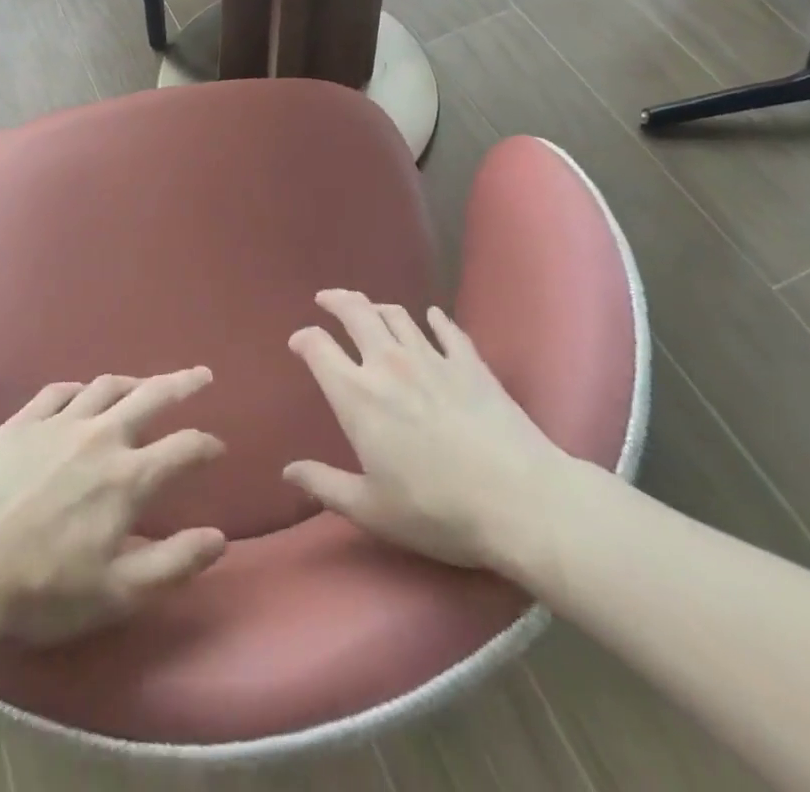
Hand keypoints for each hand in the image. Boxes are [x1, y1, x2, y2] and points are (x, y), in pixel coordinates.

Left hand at [0, 368, 227, 645]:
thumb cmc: (42, 589)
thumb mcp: (116, 593)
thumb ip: (173, 563)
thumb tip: (219, 538)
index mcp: (127, 478)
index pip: (183, 448)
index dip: (206, 445)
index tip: (217, 447)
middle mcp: (99, 437)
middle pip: (151, 396)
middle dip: (182, 383)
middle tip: (202, 374)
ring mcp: (58, 423)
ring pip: (105, 387)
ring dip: (133, 381)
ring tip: (145, 382)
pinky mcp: (22, 422)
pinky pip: (58, 392)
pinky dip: (79, 389)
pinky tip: (82, 393)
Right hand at [284, 289, 572, 578]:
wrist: (521, 501)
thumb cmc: (438, 510)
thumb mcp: (372, 509)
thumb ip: (325, 485)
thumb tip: (288, 471)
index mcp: (357, 395)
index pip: (317, 347)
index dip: (303, 339)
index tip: (298, 343)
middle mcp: (388, 363)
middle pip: (355, 313)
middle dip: (336, 300)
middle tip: (326, 299)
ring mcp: (432, 358)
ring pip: (397, 315)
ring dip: (377, 307)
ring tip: (371, 310)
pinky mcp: (470, 363)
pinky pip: (447, 329)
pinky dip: (435, 319)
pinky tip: (432, 317)